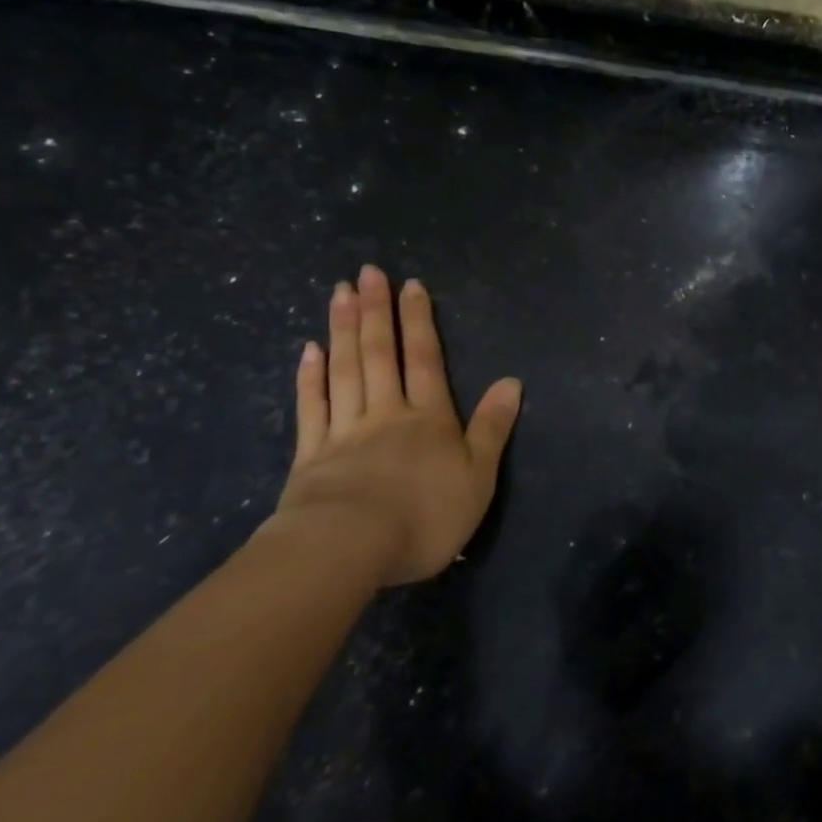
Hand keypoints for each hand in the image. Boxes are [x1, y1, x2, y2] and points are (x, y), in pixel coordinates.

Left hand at [268, 264, 521, 585]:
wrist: (348, 549)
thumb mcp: (478, 477)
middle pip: (380, 354)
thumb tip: (512, 381)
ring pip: (344, 370)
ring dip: (343, 329)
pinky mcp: (311, 455)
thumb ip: (493, 428)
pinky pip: (311, 407)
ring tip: (340, 293)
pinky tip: (309, 350)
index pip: (425, 359)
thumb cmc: (424, 515)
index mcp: (428, 418)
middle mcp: (386, 412)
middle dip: (376, 311)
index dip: (420, 321)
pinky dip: (310, 376)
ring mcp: (344, 431)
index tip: (411, 285)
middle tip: (367, 272)